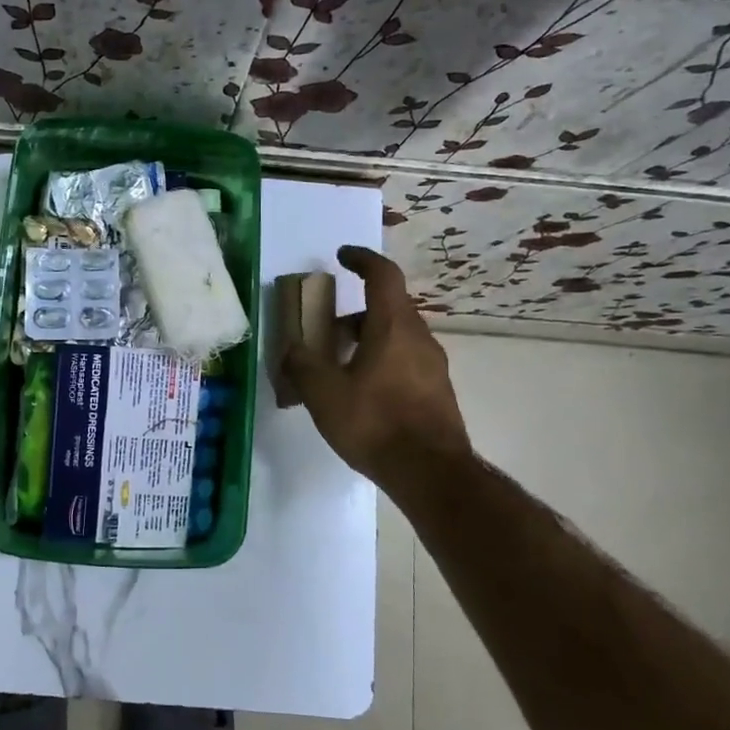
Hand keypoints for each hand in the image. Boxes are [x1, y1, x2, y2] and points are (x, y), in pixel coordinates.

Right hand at [281, 246, 471, 490]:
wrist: (431, 473)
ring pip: (397, 337)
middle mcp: (419, 338)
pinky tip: (361, 394)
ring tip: (338, 367)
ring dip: (367, 340)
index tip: (342, 256)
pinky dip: (381, 362)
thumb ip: (302, 365)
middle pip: (388, 308)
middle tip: (326, 329)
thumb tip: (292, 348)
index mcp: (393, 327)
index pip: (383, 275)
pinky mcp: (437, 392)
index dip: (362, 259)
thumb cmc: (375, 423)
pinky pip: (405, 361)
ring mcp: (433, 366)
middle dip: (355, 312)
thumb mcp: (324, 393)